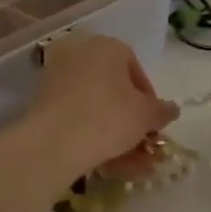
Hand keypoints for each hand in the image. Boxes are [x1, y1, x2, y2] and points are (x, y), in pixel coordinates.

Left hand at [25, 35, 178, 184]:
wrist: (54, 142)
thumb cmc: (108, 117)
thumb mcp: (146, 116)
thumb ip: (162, 110)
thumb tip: (170, 109)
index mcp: (108, 46)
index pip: (136, 71)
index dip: (149, 101)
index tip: (153, 124)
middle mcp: (79, 52)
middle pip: (113, 89)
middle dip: (129, 120)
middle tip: (140, 144)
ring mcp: (56, 76)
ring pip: (94, 107)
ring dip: (113, 135)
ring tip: (129, 165)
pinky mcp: (40, 100)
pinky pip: (74, 116)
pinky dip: (90, 136)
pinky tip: (105, 163)